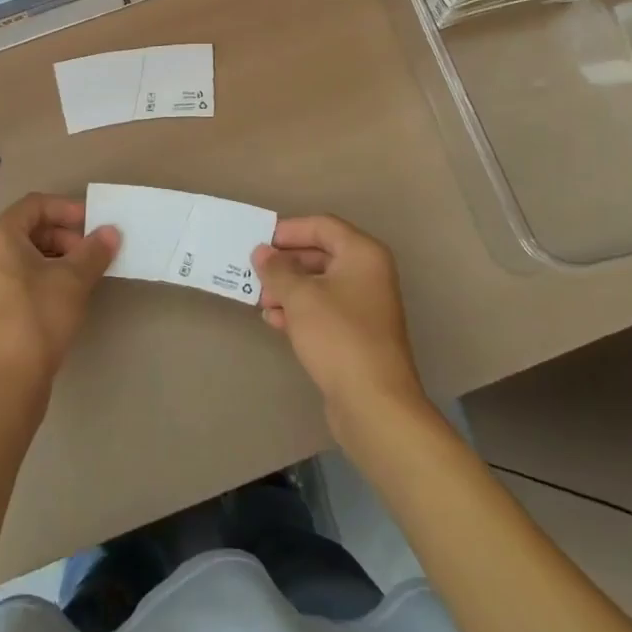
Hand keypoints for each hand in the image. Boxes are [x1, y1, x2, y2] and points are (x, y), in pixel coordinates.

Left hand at [0, 193, 116, 404]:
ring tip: (88, 275)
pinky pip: (26, 275)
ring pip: (31, 253)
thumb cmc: (37, 318)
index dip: (68, 209)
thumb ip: (94, 251)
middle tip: (95, 254)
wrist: (6, 385)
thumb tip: (111, 231)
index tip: (95, 225)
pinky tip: (71, 294)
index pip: (37, 204)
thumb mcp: (72, 280)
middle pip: (34, 227)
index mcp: (0, 236)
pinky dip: (50, 275)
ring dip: (62, 256)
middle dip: (68, 235)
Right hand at [253, 215, 425, 437]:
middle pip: (320, 254)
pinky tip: (276, 321)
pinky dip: (300, 311)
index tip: (260, 243)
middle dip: (286, 263)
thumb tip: (262, 252)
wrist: (375, 405)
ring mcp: (366, 306)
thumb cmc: (338, 336)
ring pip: (320, 284)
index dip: (289, 231)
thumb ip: (277, 269)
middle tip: (256, 272)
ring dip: (289, 289)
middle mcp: (369, 274)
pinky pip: (325, 310)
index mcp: (362, 254)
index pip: (322, 226)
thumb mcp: (300, 296)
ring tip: (261, 301)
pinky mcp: (358, 335)